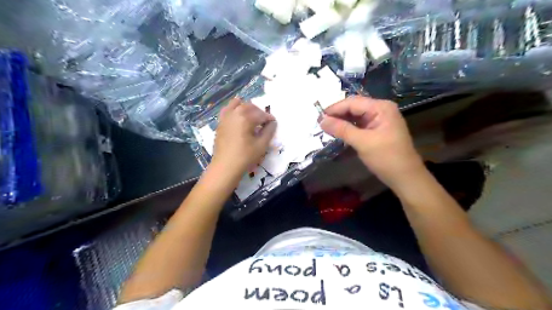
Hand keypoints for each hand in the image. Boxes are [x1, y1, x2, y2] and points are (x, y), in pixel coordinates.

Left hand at [213, 96, 277, 178]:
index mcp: (245, 118)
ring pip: (237, 105)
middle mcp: (234, 114)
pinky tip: (237, 115)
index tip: (274, 122)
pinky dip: (234, 109)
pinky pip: (227, 110)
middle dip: (258, 111)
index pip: (261, 114)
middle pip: (249, 106)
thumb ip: (269, 131)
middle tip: (264, 120)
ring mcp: (225, 118)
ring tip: (252, 115)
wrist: (225, 166)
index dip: (269, 118)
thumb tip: (273, 123)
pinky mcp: (220, 123)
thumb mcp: (261, 145)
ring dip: (246, 108)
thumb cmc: (245, 156)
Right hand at [319, 95, 423, 188]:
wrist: (405, 177)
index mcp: (381, 107)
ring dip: (341, 121)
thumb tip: (321, 120)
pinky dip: (348, 127)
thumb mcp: (363, 142)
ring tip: (326, 127)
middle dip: (337, 114)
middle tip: (320, 123)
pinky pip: (359, 124)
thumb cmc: (386, 158)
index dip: (334, 109)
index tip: (318, 117)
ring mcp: (379, 120)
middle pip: (354, 107)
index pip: (353, 102)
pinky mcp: (377, 130)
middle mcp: (381, 109)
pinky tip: (338, 131)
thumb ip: (342, 129)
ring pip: (355, 116)